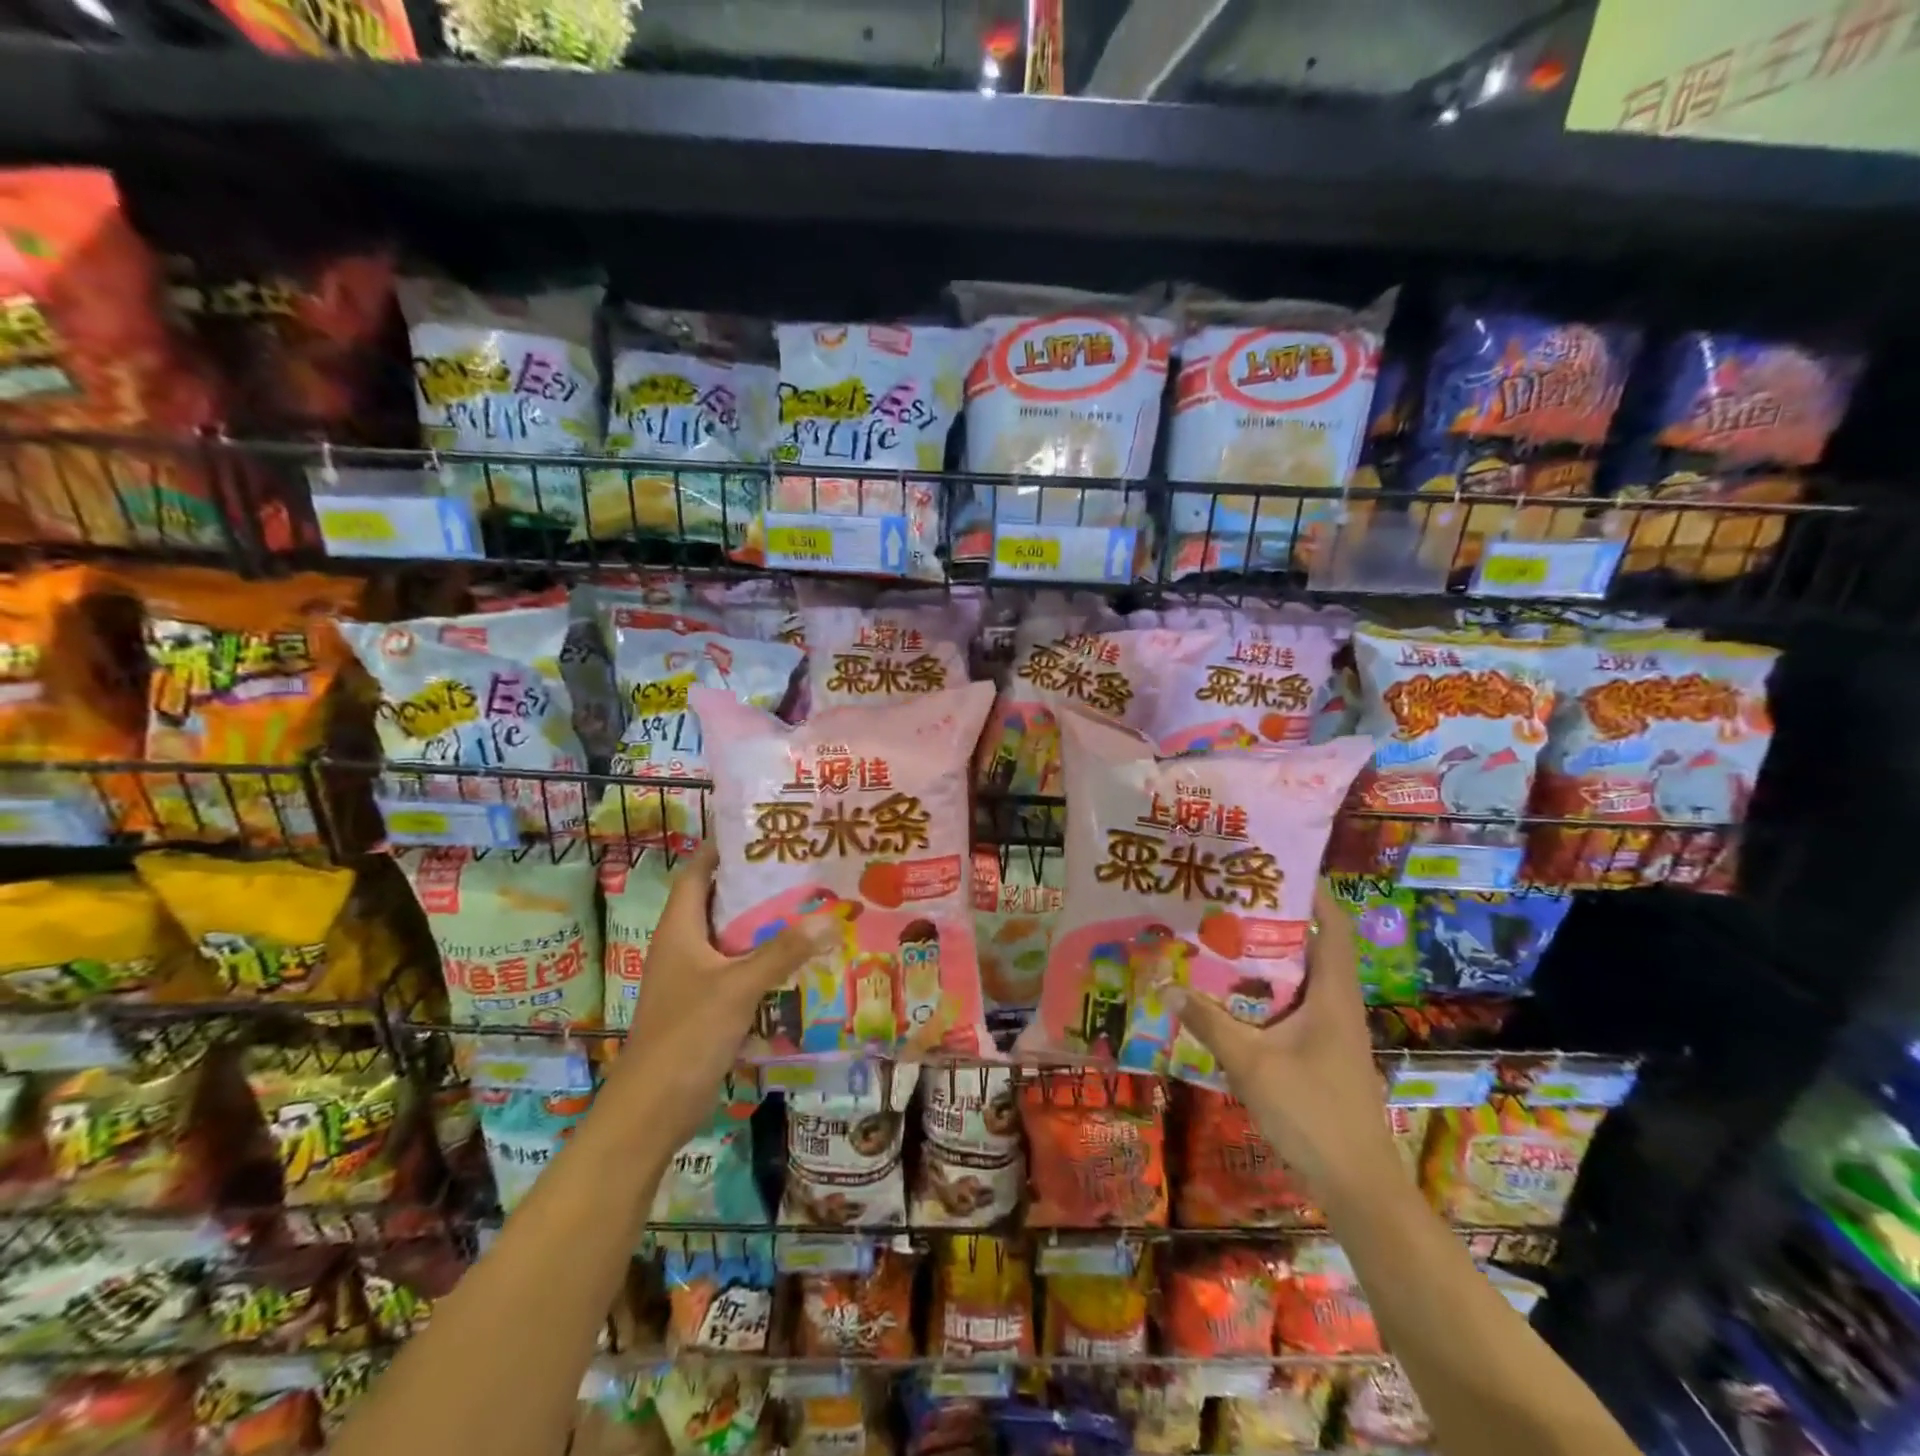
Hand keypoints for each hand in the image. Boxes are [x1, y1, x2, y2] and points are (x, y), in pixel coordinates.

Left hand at [601, 844, 836, 1149]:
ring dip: (766, 925)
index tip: (764, 832)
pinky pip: (739, 970)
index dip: (724, 848)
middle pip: (721, 902)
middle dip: (758, 885)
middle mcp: (684, 946)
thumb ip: (783, 952)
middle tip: (803, 868)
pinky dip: (765, 961)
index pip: (698, 871)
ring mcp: (694, 978)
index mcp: (679, 929)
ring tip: (812, 906)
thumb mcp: (737, 987)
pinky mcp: (706, 1005)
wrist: (651, 1111)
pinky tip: (800, 960)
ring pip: (733, 938)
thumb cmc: (686, 1035)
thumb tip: (830, 916)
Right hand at [1166, 881, 1399, 1194]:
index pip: (1334, 927)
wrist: (1357, 1184)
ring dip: (1267, 958)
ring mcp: (1332, 1032)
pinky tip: (1230, 997)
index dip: (1312, 893)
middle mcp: (1337, 1004)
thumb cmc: (1312, 1111)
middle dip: (1274, 920)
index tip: (1274, 867)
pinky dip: (1265, 993)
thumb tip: (1166, 986)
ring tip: (1221, 938)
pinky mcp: (1322, 1054)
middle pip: (1313, 947)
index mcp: (1333, 995)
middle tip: (1228, 899)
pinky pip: (1293, 1007)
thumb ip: (1208, 1022)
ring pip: (1300, 979)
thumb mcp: (1251, 1063)